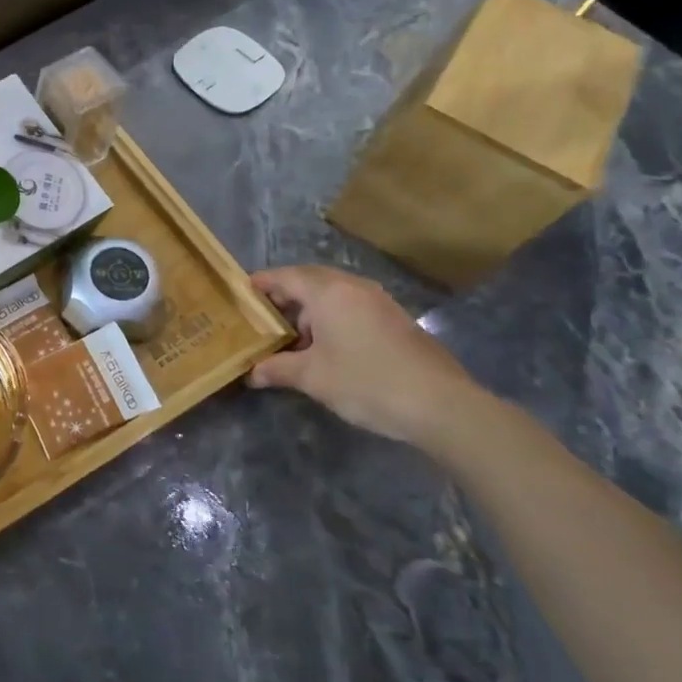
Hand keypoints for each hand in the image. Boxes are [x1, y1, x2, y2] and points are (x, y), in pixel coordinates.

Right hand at [245, 265, 487, 450]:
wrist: (441, 405)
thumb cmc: (366, 382)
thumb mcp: (312, 378)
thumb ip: (277, 369)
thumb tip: (252, 373)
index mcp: (328, 292)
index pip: (285, 276)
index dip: (261, 283)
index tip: (241, 293)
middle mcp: (353, 287)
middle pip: (309, 280)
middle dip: (284, 295)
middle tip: (262, 316)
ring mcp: (379, 301)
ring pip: (333, 293)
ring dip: (309, 308)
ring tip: (291, 335)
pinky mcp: (395, 319)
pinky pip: (352, 306)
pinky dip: (332, 317)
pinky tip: (326, 346)